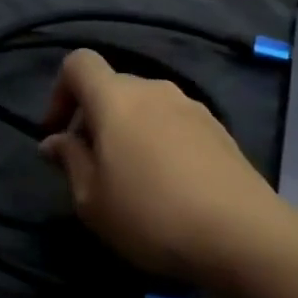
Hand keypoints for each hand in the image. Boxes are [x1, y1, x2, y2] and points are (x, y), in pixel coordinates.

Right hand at [39, 49, 278, 283]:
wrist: (241, 233)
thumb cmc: (150, 214)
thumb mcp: (91, 199)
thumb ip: (69, 161)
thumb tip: (56, 141)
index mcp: (116, 97)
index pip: (79, 63)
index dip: (59, 92)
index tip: (59, 134)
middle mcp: (154, 89)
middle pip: (113, 87)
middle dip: (94, 119)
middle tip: (91, 168)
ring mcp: (191, 106)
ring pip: (145, 107)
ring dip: (128, 132)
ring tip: (132, 180)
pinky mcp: (218, 129)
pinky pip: (174, 123)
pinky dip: (159, 141)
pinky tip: (169, 185)